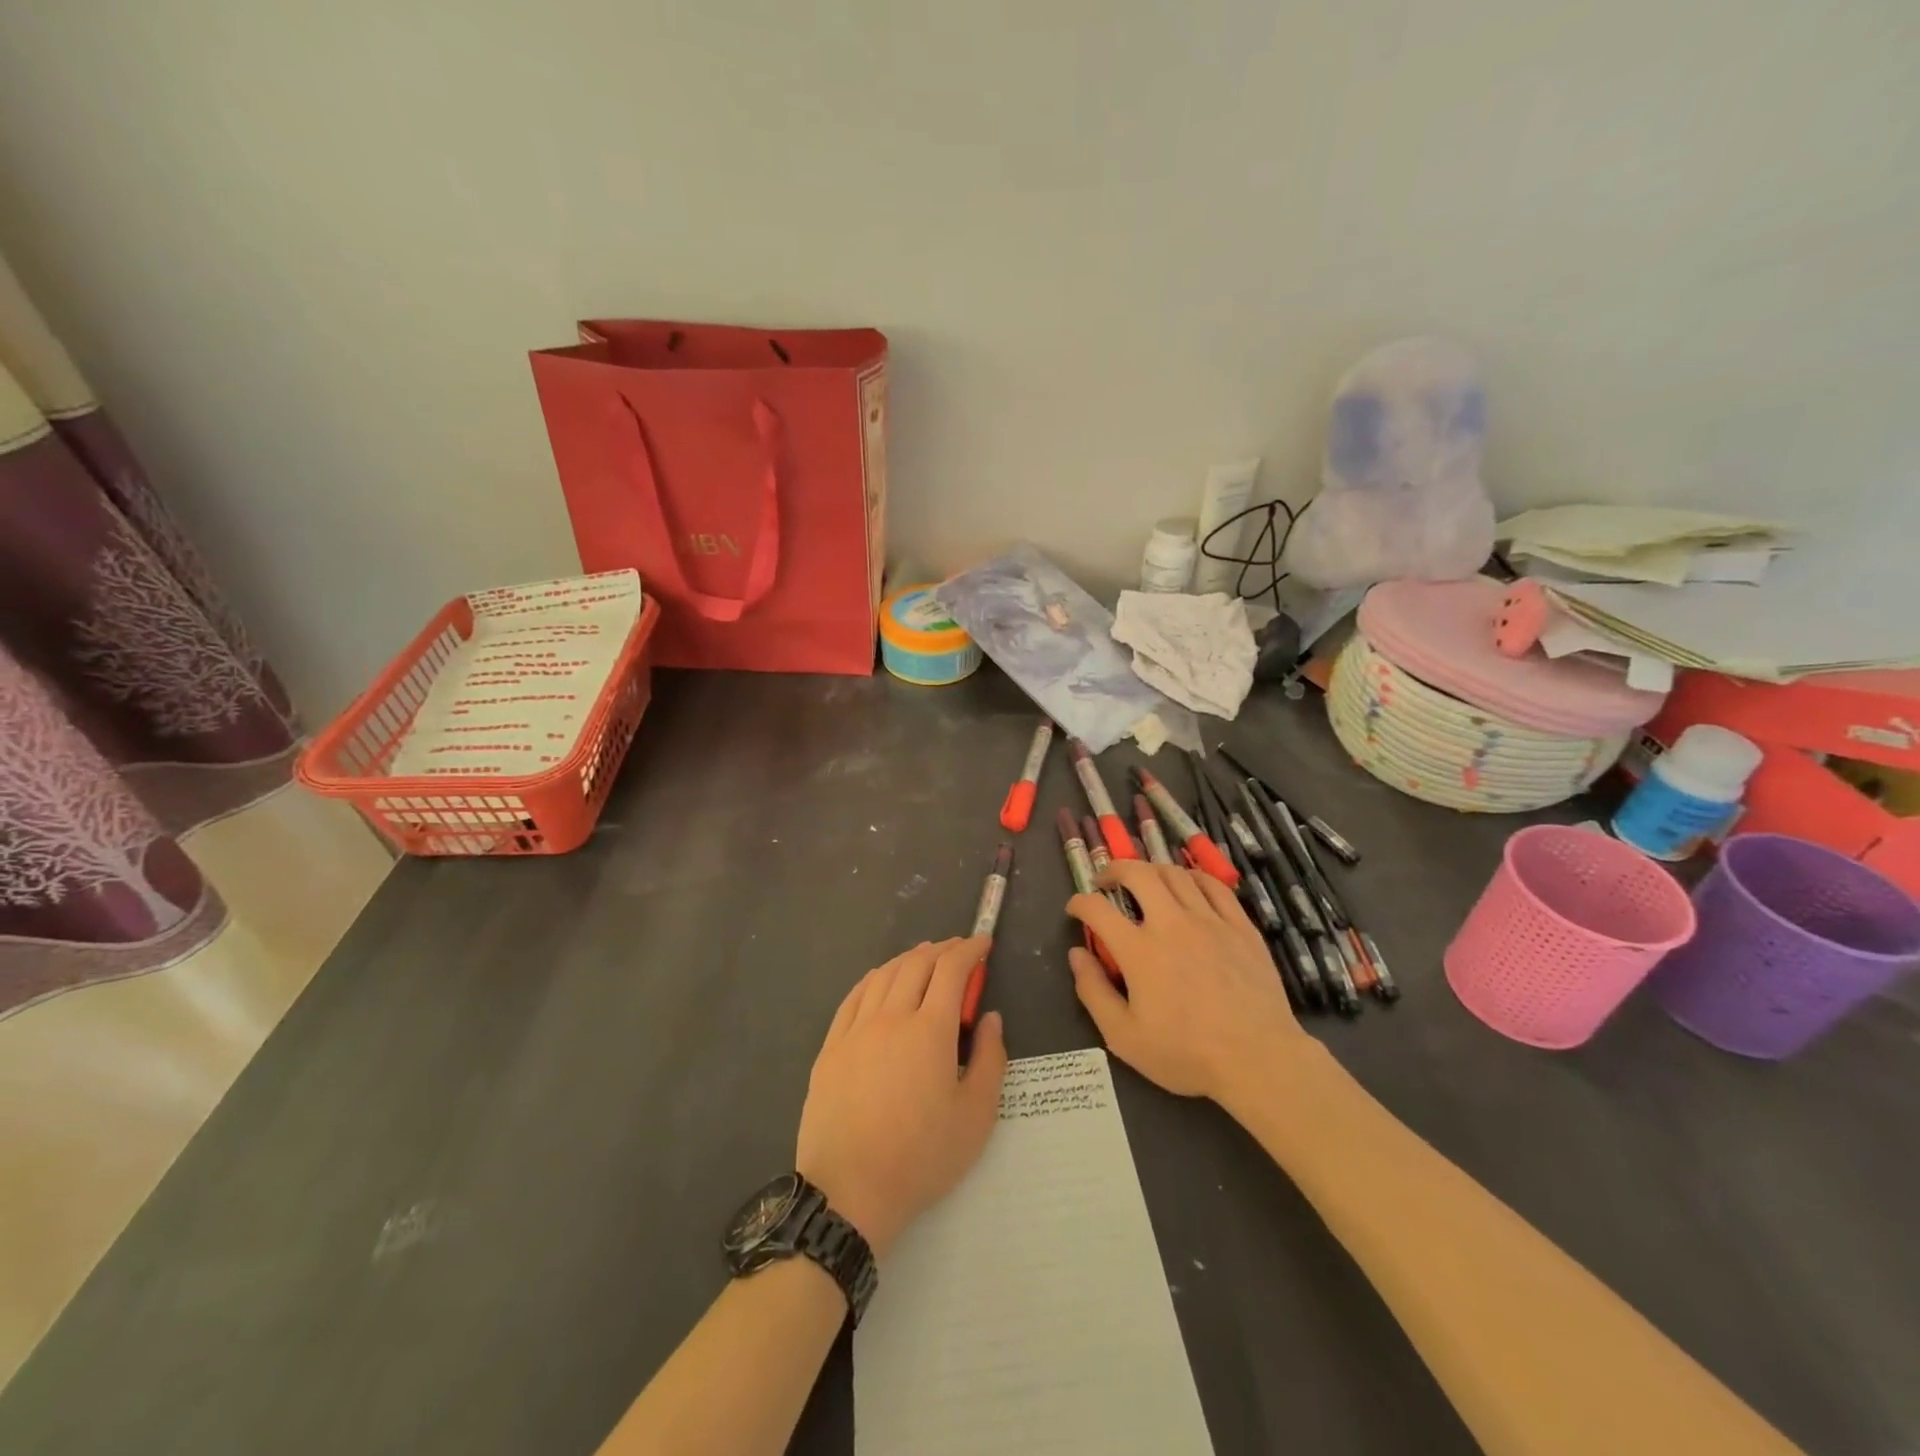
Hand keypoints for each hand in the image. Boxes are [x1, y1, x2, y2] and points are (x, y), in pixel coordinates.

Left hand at [796, 936, 1006, 1260]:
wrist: (849, 1192)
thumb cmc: (921, 1158)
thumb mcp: (976, 1117)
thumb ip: (991, 1060)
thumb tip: (991, 1018)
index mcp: (930, 1030)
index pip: (952, 970)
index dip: (970, 950)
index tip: (983, 944)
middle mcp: (891, 1017)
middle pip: (917, 963)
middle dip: (942, 949)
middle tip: (959, 951)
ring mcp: (856, 1029)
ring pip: (884, 974)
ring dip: (909, 958)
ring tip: (925, 959)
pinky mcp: (831, 1047)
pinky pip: (854, 996)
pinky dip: (875, 978)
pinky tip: (881, 980)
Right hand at [1067, 861, 1309, 1102]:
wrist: (1259, 1060)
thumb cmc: (1187, 1054)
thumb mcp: (1124, 1037)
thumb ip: (1093, 992)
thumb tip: (1076, 954)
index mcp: (1139, 950)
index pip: (1097, 908)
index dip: (1079, 902)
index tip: (1075, 909)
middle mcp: (1171, 923)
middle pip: (1137, 873)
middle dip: (1114, 869)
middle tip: (1106, 880)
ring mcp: (1209, 920)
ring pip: (1175, 874)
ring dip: (1151, 870)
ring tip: (1144, 881)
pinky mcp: (1240, 926)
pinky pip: (1214, 885)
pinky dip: (1193, 877)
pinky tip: (1188, 885)